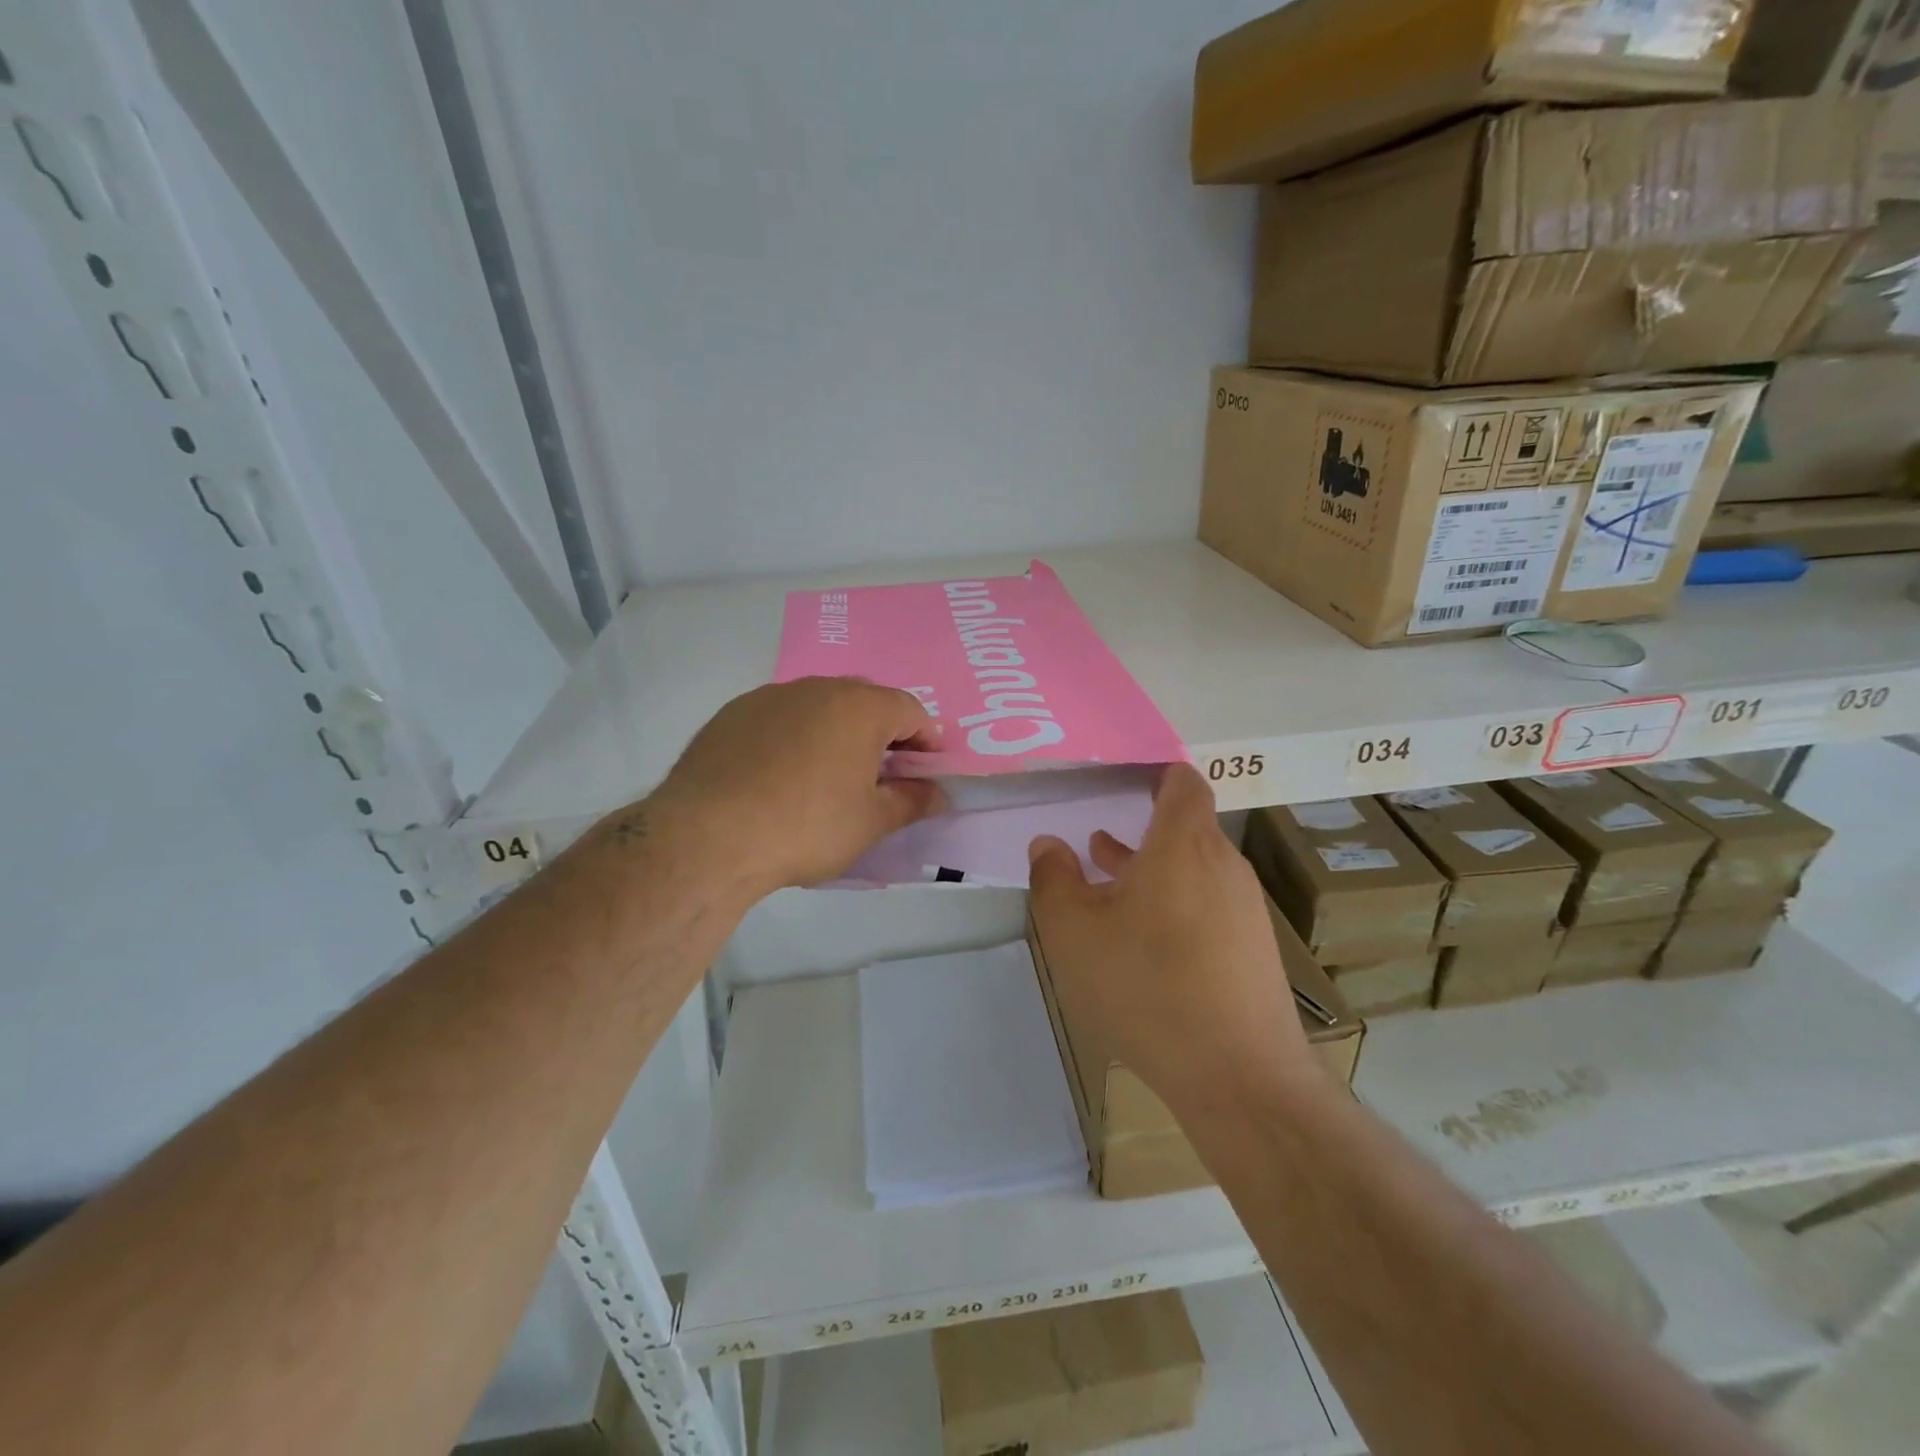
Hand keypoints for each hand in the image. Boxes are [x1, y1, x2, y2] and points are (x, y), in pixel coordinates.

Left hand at [643, 677, 945, 893]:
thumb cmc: (807, 826)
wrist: (708, 836)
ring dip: (835, 734)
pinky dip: (793, 739)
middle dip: (881, 735)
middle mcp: (816, 688)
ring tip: (829, 778)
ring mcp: (769, 697)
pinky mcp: (732, 714)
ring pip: (818, 708)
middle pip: (864, 702)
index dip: (926, 740)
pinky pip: (779, 720)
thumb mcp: (871, 822)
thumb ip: (912, 802)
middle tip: (881, 776)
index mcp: (859, 706)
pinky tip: (781, 778)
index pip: (910, 710)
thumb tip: (937, 794)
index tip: (926, 771)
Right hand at [1028, 765, 1316, 1114]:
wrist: (1240, 1076)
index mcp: (1184, 844)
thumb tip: (1048, 845)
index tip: (1120, 779)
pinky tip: (1142, 940)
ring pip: (1192, 871)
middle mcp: (1223, 866)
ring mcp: (1244, 910)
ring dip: (1151, 871)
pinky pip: (1207, 907)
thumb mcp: (1075, 932)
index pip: (1182, 782)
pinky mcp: (1253, 951)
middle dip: (1139, 830)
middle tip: (1095, 837)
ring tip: (1107, 883)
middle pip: (1184, 828)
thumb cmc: (1147, 986)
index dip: (1154, 773)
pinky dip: (1173, 906)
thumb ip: (1054, 879)